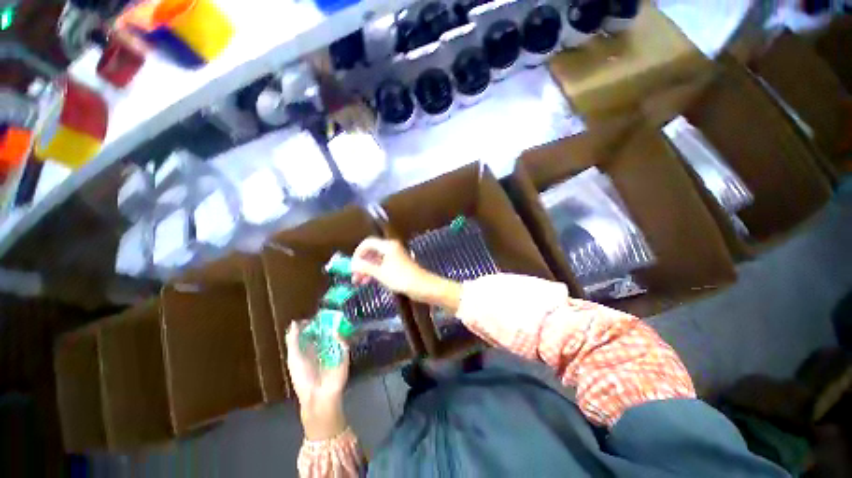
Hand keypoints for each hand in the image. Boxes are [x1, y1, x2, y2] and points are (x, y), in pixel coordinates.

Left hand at [286, 322, 349, 439]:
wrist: (318, 396)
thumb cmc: (302, 377)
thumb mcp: (293, 356)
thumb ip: (293, 339)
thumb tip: (295, 322)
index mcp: (306, 353)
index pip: (308, 336)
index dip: (308, 327)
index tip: (310, 319)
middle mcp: (319, 353)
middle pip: (322, 336)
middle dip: (323, 326)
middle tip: (324, 315)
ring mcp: (332, 357)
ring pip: (334, 340)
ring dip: (333, 330)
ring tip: (333, 318)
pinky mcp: (343, 361)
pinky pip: (344, 348)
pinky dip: (342, 339)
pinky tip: (337, 332)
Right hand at [351, 237, 428, 295]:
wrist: (423, 287)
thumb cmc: (402, 279)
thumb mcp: (380, 274)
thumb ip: (365, 267)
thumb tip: (352, 264)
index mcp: (387, 246)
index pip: (367, 243)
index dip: (357, 253)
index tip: (352, 265)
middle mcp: (391, 248)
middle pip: (371, 252)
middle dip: (361, 263)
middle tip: (354, 276)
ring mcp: (395, 257)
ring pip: (376, 260)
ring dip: (366, 269)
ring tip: (359, 282)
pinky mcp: (397, 266)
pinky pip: (382, 266)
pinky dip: (374, 272)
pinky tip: (368, 281)